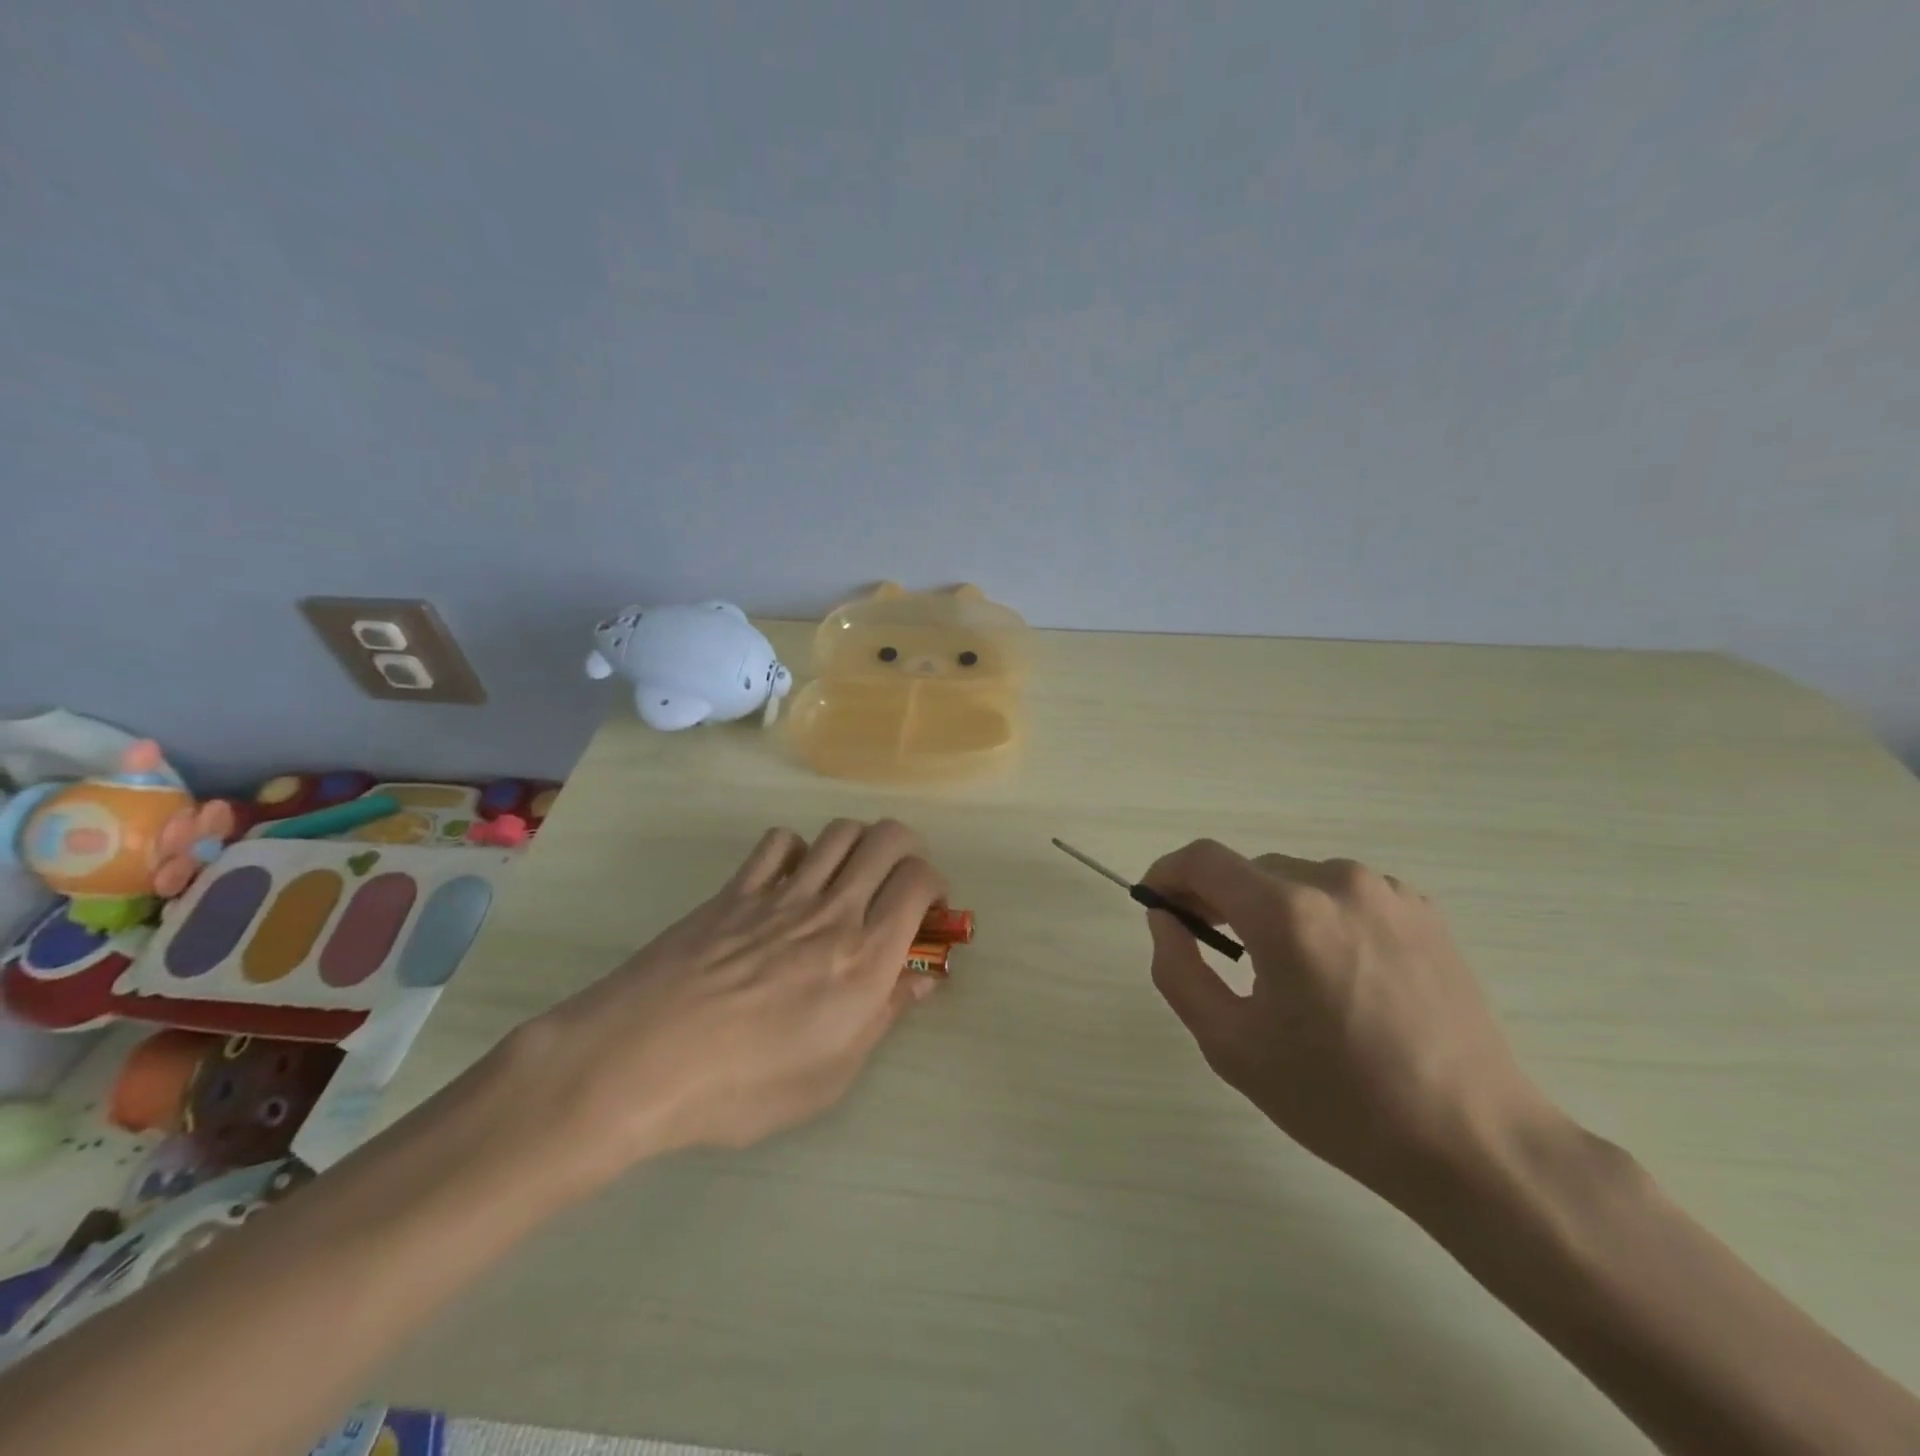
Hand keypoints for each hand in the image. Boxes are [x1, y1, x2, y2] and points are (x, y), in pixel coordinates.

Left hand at [497, 819, 945, 1194]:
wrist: (640, 1062)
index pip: (918, 882)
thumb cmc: (743, 1087)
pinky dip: (796, 850)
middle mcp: (832, 911)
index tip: (928, 910)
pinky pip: (778, 843)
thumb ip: (883, 1018)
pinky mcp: (735, 890)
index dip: (935, 884)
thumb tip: (922, 982)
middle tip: (898, 882)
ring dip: (858, 844)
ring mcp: (780, 894)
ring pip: (839, 832)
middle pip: (888, 839)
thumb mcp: (830, 1075)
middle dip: (907, 849)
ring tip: (850, 877)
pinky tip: (790, 880)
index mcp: (864, 958)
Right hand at [1142, 839, 1553, 1199]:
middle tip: (1208, 949)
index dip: (1167, 873)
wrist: (1474, 1140)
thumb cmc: (1339, 1099)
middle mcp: (1337, 882)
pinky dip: (1318, 917)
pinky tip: (1335, 972)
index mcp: (1287, 913)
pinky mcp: (1422, 910)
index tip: (1155, 903)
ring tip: (1279, 971)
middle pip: (1249, 870)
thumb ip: (1178, 970)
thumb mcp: (1231, 1045)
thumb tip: (1166, 919)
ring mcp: (1387, 892)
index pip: (1203, 860)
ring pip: (1296, 880)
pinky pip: (1343, 895)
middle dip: (1217, 900)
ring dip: (1270, 910)